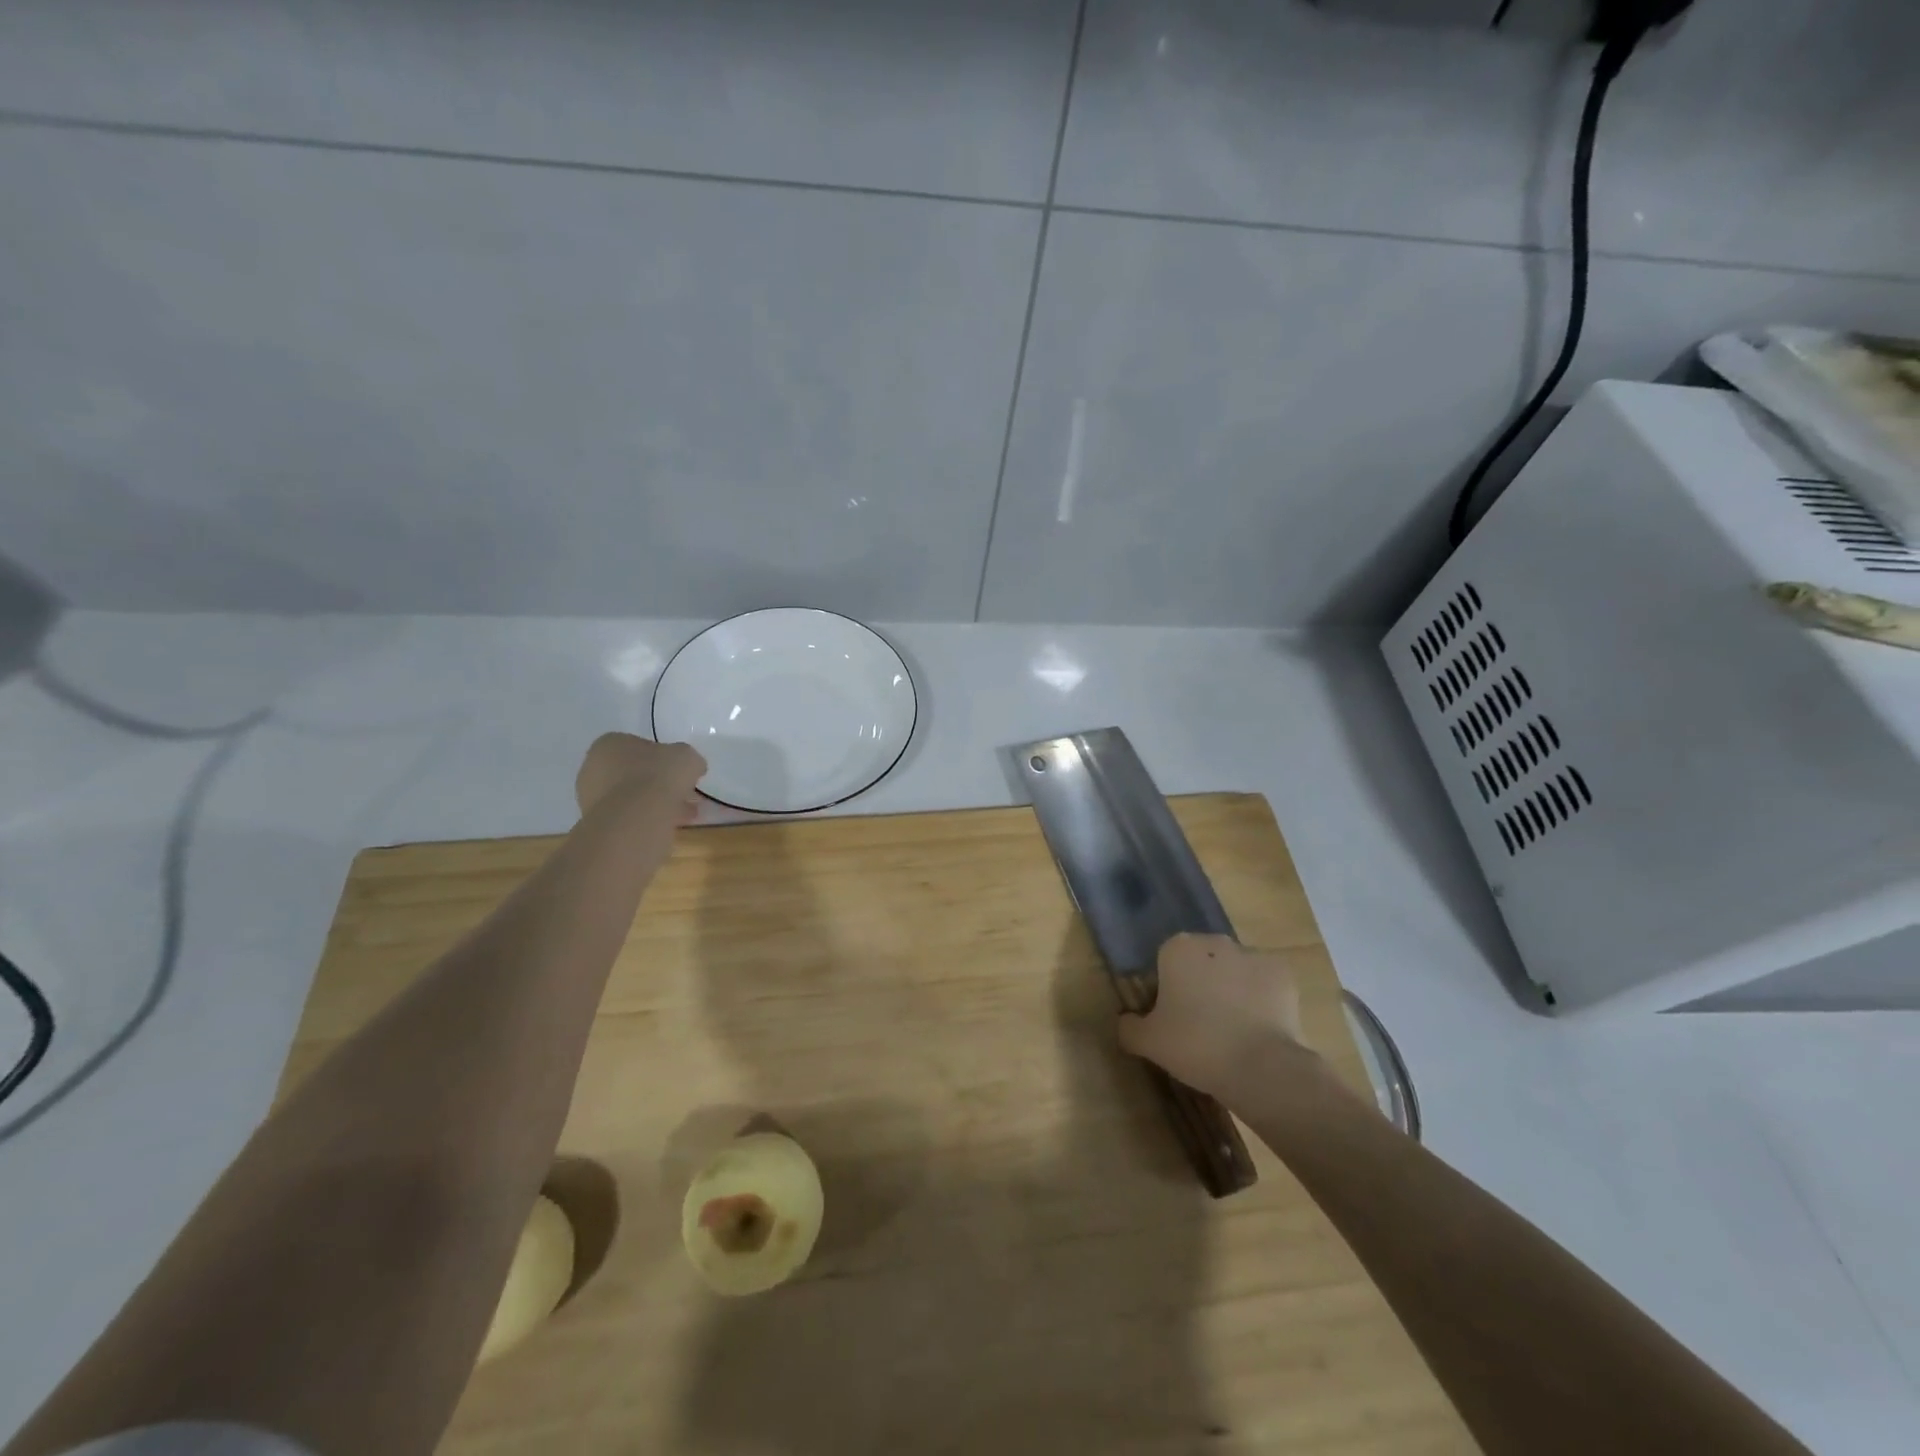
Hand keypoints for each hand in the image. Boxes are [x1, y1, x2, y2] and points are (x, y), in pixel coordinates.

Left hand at [575, 733, 706, 821]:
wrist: (633, 820)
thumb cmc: (657, 777)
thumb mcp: (687, 757)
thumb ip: (688, 760)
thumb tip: (692, 767)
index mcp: (610, 743)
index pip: (639, 746)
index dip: (664, 758)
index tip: (680, 772)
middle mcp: (593, 767)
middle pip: (633, 773)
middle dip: (659, 784)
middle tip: (685, 795)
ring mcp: (590, 797)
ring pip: (631, 797)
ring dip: (655, 804)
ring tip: (683, 815)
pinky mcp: (595, 823)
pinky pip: (627, 817)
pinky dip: (646, 820)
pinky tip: (668, 827)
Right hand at [1117, 934, 1310, 1100]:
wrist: (1261, 1066)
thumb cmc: (1195, 1045)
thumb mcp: (1148, 1042)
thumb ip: (1129, 1027)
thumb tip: (1126, 1021)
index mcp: (1177, 948)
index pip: (1165, 962)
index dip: (1167, 990)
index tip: (1172, 1020)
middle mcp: (1215, 942)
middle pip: (1201, 962)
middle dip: (1200, 985)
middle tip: (1200, 1027)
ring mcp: (1253, 955)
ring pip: (1234, 971)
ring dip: (1231, 991)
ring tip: (1233, 1033)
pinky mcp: (1283, 974)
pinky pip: (1264, 985)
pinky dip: (1261, 1000)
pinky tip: (1259, 1029)